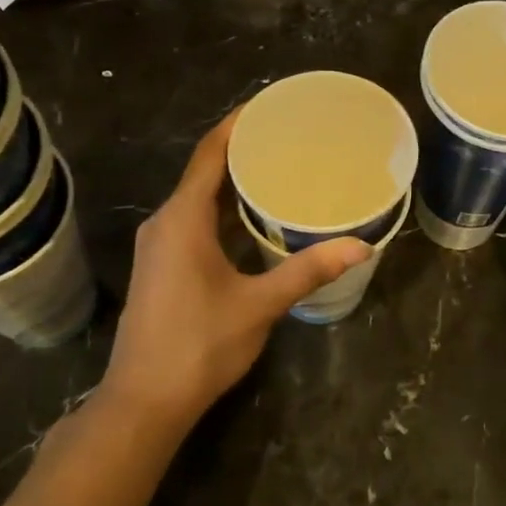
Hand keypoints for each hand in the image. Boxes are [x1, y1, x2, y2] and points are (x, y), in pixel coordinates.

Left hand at [94, 111, 369, 432]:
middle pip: (204, 172)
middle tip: (290, 137)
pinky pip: (195, 221)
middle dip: (243, 150)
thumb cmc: (199, 346)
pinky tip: (256, 218)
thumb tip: (360, 246)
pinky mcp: (163, 267)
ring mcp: (160, 247)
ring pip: (199, 199)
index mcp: (182, 220)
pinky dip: (225, 210)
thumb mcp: (259, 305)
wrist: (145, 401)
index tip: (269, 104)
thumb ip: (308, 271)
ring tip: (280, 169)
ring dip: (234, 182)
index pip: (209, 155)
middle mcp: (165, 224)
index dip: (236, 125)